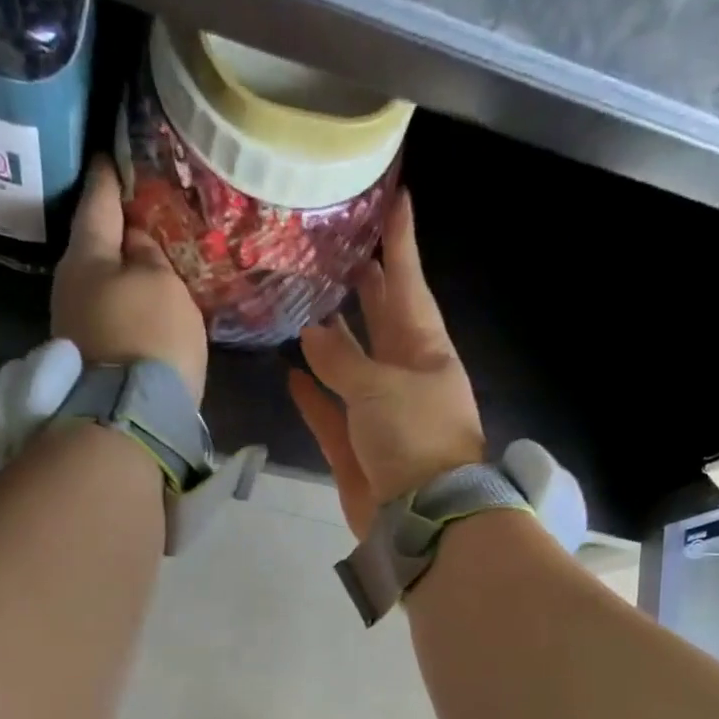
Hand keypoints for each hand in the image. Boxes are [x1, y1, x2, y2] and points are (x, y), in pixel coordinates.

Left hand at [52, 158, 208, 404]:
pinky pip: (108, 321)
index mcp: (86, 255)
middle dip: (113, 235)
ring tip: (145, 269)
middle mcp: (69, 286)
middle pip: (94, 249)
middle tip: (136, 218)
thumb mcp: (161, 283)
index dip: (107, 178)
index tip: (109, 157)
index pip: (97, 202)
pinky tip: (140, 312)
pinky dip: (123, 310)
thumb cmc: (148, 336)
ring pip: (100, 287)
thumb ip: (150, 256)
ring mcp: (74, 328)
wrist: (129, 416)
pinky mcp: (88, 363)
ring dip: (120, 278)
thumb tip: (136, 244)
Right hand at [290, 191, 484, 537]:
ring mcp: (381, 417)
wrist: (420, 518)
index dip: (400, 245)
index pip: (410, 286)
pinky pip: (331, 415)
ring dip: (333, 341)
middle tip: (339, 249)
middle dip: (366, 288)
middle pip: (383, 324)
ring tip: (307, 304)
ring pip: (352, 369)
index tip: (395, 199)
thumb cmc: (414, 439)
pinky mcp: (356, 452)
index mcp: (427, 353)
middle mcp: (406, 379)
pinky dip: (314, 396)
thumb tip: (314, 332)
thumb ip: (342, 360)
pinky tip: (291, 373)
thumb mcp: (380, 388)